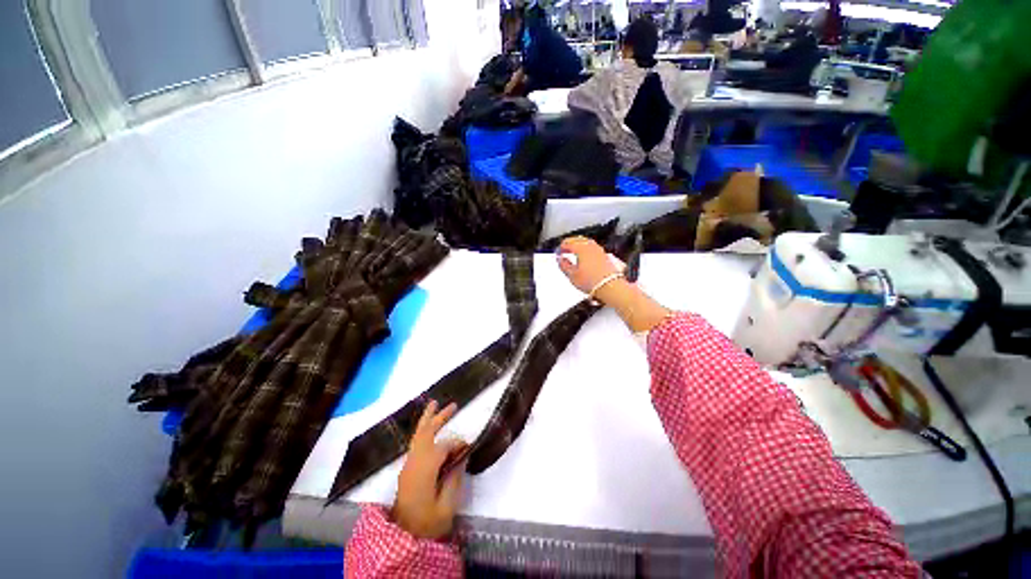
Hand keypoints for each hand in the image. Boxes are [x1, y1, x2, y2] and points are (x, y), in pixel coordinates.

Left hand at [391, 400, 467, 539]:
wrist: (402, 538)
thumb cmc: (426, 525)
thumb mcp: (446, 507)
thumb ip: (454, 479)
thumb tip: (461, 458)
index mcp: (423, 470)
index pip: (443, 447)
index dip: (457, 444)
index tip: (468, 449)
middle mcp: (414, 463)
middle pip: (425, 433)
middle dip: (438, 417)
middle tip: (453, 405)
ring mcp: (408, 465)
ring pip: (417, 435)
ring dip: (428, 420)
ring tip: (435, 404)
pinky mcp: (407, 469)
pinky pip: (416, 443)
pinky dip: (423, 430)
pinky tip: (429, 427)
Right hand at [556, 236, 621, 295]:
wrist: (610, 286)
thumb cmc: (592, 281)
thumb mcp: (572, 275)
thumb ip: (563, 265)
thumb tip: (560, 259)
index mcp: (580, 248)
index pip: (567, 242)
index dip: (560, 247)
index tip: (558, 252)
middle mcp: (590, 246)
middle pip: (577, 239)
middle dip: (569, 243)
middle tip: (564, 249)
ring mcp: (598, 249)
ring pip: (586, 241)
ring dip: (578, 244)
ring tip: (574, 252)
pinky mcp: (604, 255)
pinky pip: (592, 247)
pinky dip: (586, 249)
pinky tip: (585, 256)